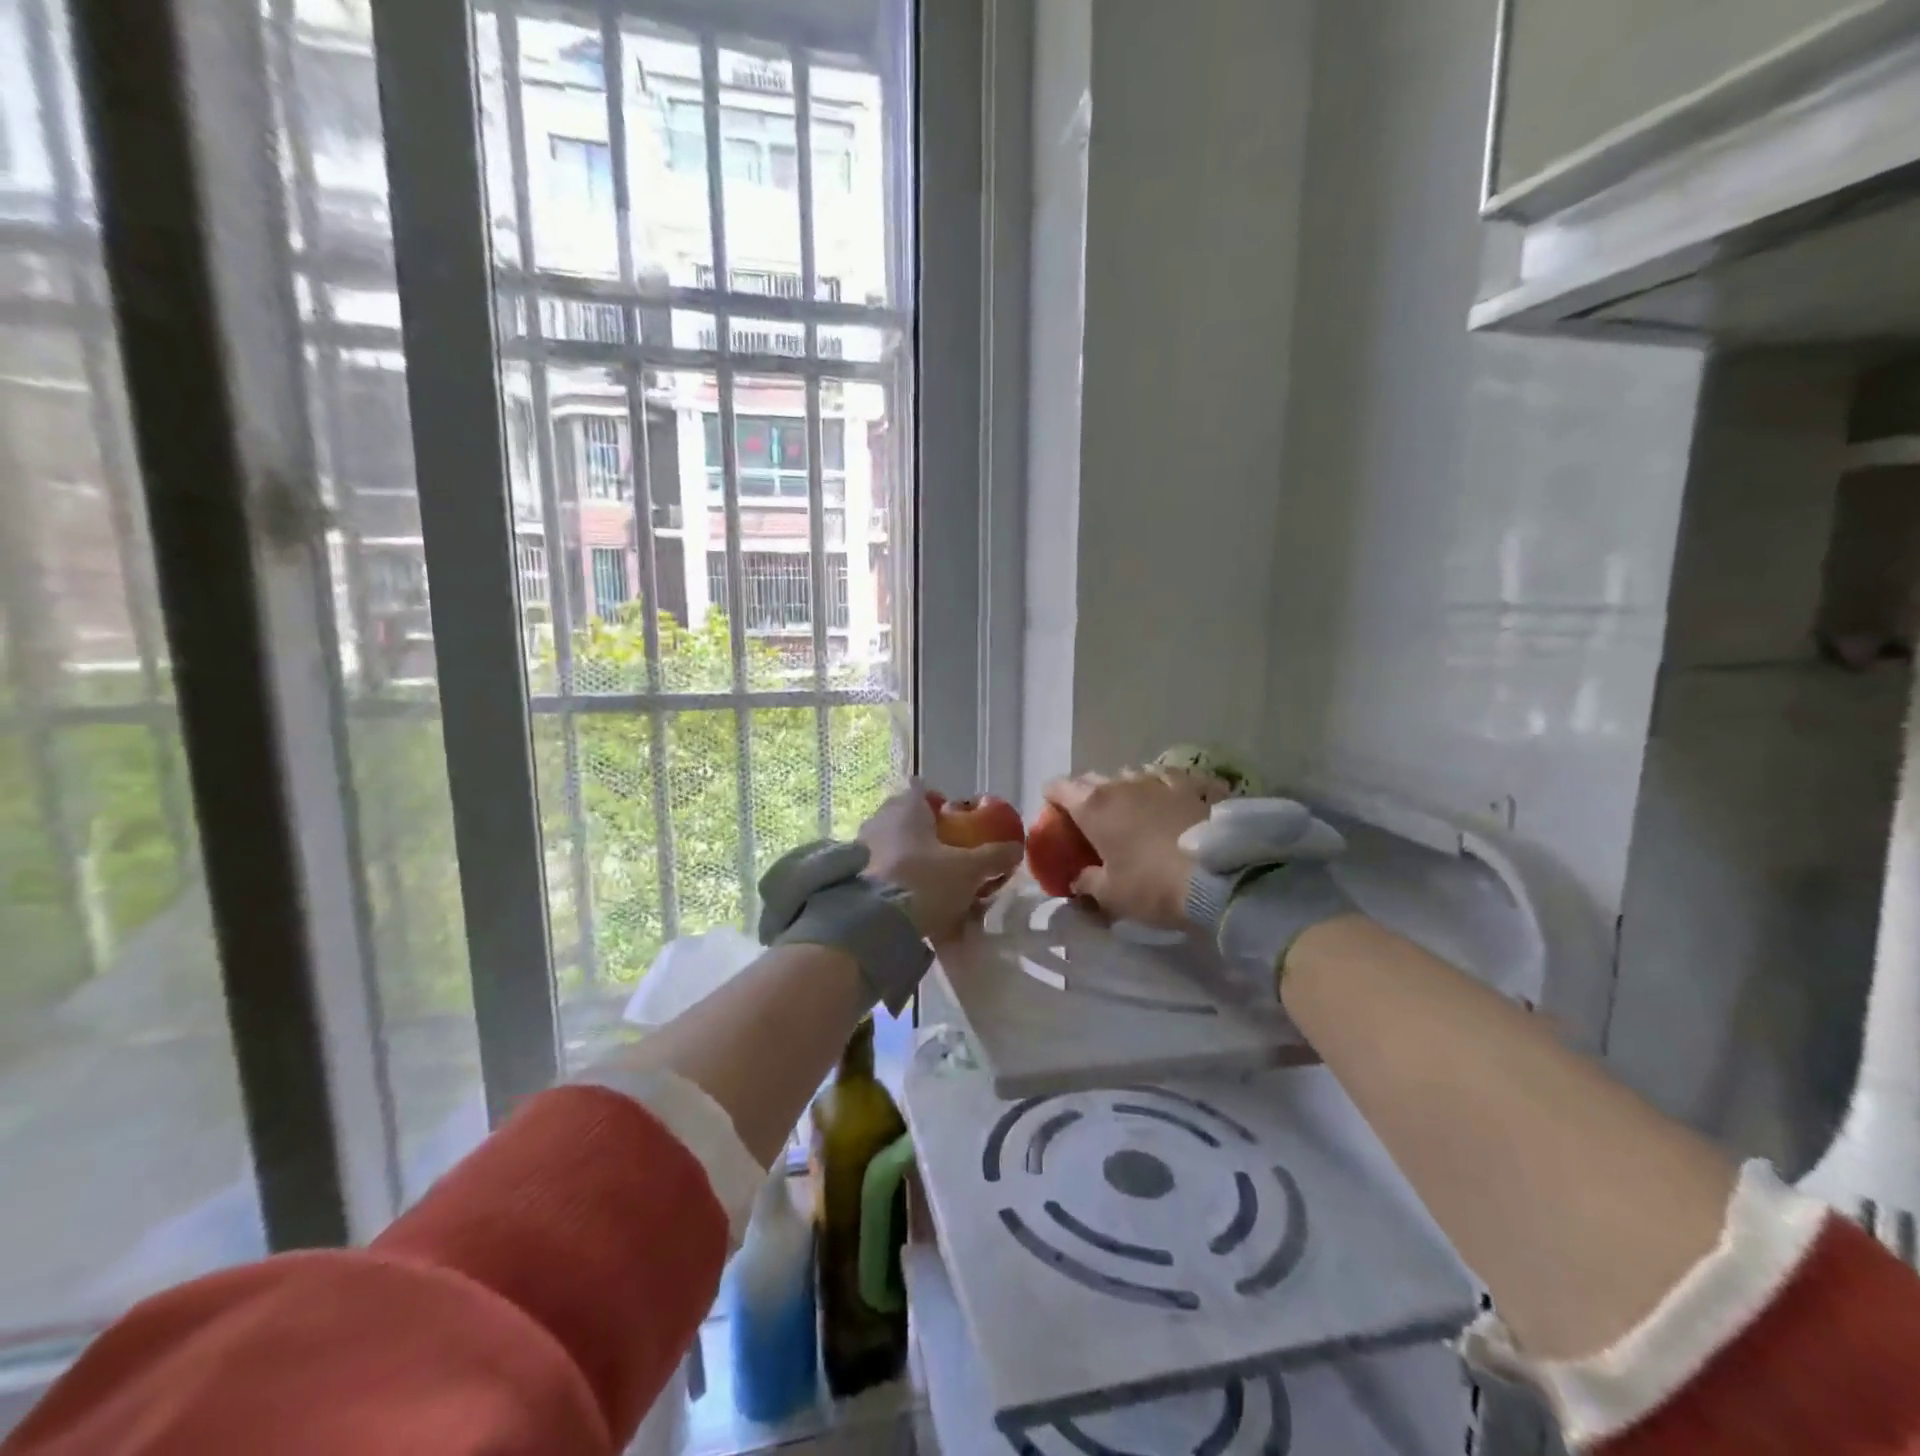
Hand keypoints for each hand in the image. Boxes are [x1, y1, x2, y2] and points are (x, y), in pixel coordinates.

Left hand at [860, 781, 1024, 941]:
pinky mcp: (851, 877)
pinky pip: (879, 870)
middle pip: (904, 817)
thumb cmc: (924, 881)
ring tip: (930, 882)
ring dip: (907, 857)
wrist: (873, 923)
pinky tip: (911, 902)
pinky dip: (894, 880)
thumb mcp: (968, 871)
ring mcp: (860, 848)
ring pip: (890, 844)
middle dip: (922, 831)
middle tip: (945, 851)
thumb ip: (994, 857)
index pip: (920, 788)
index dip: (935, 799)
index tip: (949, 815)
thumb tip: (1016, 848)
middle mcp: (879, 820)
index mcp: (906, 808)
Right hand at [1042, 768, 1227, 926]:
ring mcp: (1162, 780)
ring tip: (1135, 813)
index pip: (1058, 787)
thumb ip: (1086, 882)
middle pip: (1093, 779)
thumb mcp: (1111, 895)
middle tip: (1092, 822)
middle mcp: (1123, 783)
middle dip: (1087, 796)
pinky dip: (1165, 791)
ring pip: (1132, 776)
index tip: (1055, 817)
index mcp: (1094, 806)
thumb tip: (1078, 878)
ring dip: (1126, 791)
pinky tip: (1174, 805)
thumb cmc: (1154, 886)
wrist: (1222, 878)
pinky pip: (1171, 781)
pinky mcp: (1196, 785)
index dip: (1052, 800)